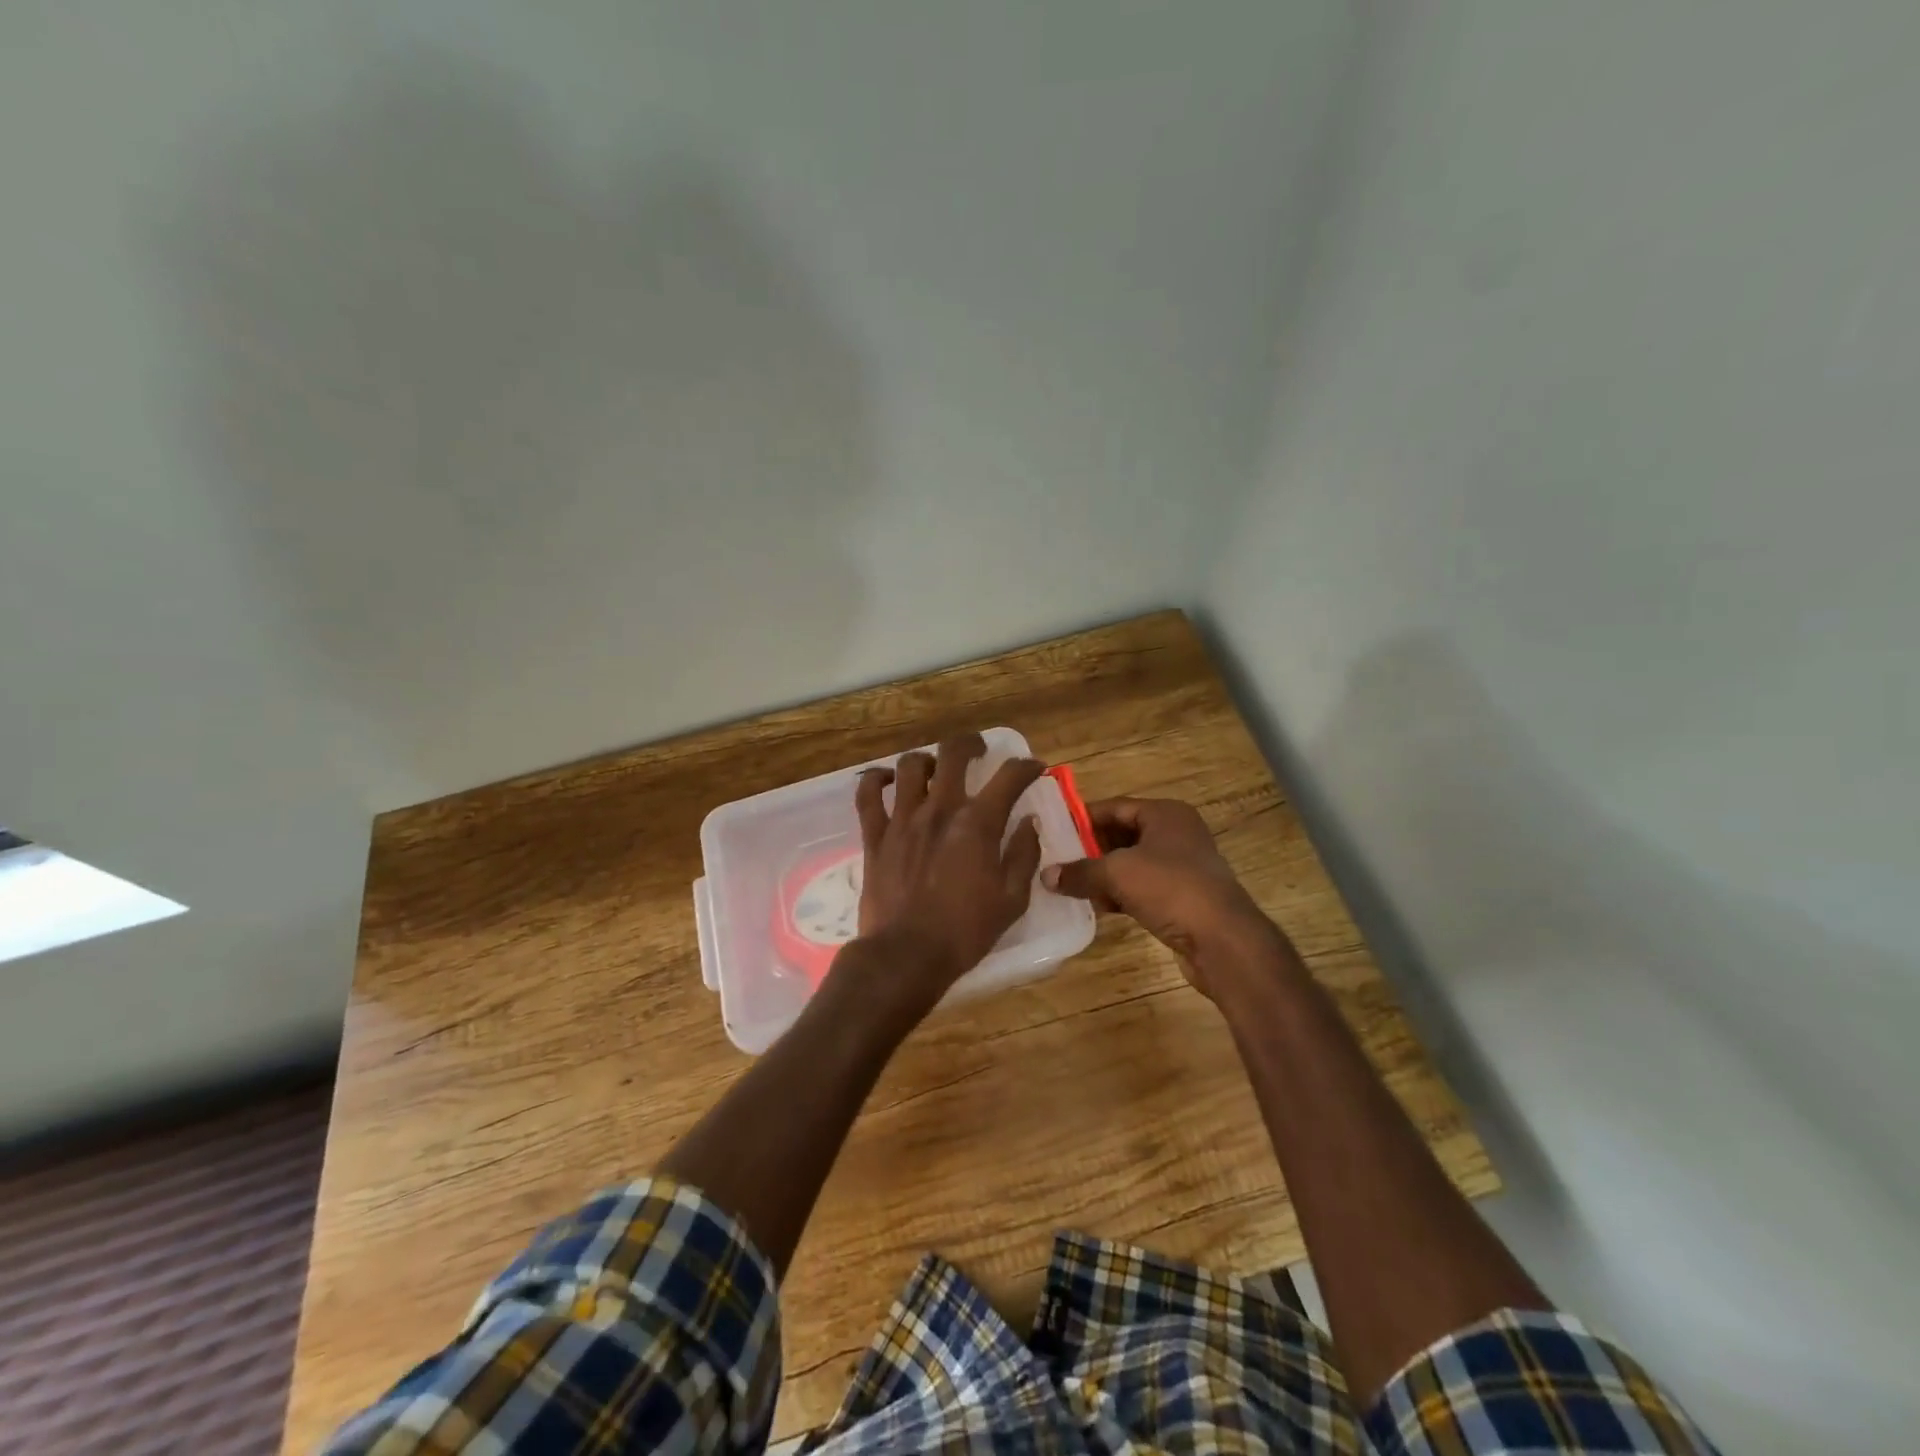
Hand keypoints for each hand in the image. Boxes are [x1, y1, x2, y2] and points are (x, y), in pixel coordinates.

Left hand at [844, 732, 1045, 1009]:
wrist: (906, 955)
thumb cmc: (965, 932)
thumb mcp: (1012, 899)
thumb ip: (1023, 854)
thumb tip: (1028, 821)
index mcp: (977, 824)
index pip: (1009, 777)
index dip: (1026, 767)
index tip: (1033, 769)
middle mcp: (939, 809)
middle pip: (952, 752)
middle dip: (970, 744)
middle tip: (978, 753)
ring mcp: (902, 819)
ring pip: (909, 765)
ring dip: (926, 761)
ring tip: (934, 771)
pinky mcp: (874, 835)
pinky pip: (867, 794)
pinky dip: (875, 780)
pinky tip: (887, 782)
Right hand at [1041, 797, 1282, 997]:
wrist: (1222, 940)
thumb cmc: (1170, 889)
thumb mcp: (1117, 874)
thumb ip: (1080, 872)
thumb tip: (1046, 875)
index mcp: (1165, 814)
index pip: (1114, 806)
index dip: (1083, 818)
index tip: (1052, 830)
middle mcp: (1176, 833)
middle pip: (1122, 833)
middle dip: (1090, 848)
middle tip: (1056, 859)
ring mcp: (1182, 866)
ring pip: (1131, 863)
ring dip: (1103, 874)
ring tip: (1069, 884)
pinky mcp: (1182, 897)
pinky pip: (1142, 887)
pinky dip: (1120, 893)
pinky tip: (1097, 905)